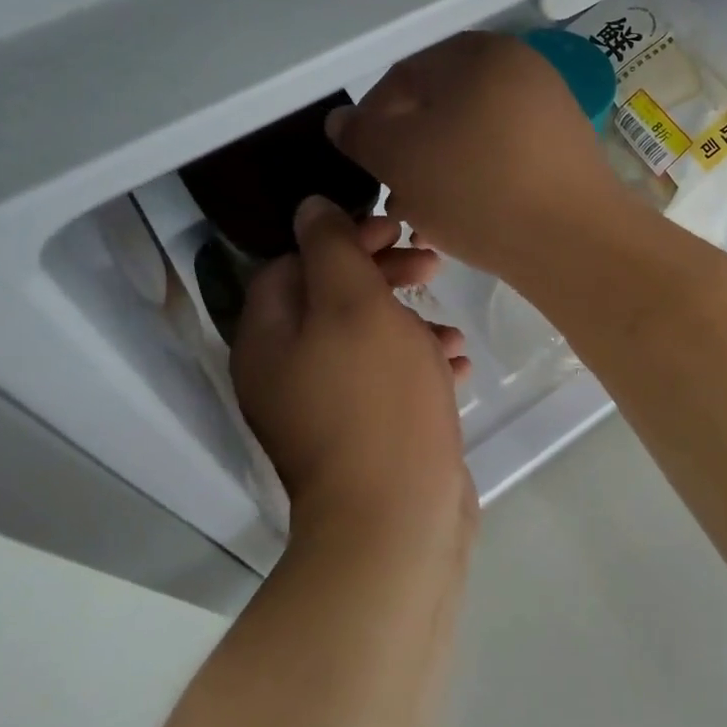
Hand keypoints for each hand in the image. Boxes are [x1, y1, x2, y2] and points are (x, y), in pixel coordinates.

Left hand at [231, 197, 474, 540]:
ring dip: (409, 322)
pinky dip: (418, 365)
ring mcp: (322, 408)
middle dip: (383, 275)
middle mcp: (285, 371)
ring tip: (450, 324)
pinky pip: (387, 382)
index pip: (293, 261)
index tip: (394, 229)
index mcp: (268, 337)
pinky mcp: (362, 435)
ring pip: (366, 340)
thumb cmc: (375, 398)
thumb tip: (310, 207)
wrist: (396, 519)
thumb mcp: (354, 304)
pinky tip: (458, 364)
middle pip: (331, 299)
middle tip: (429, 263)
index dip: (343, 237)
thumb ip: (331, 247)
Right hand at [325, 32, 631, 280]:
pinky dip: (479, 180)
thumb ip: (362, 135)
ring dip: (440, 170)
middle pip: (442, 106)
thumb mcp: (401, 160)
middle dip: (410, 151)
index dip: (373, 120)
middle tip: (393, 194)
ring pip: (473, 136)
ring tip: (424, 215)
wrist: (575, 241)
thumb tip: (343, 121)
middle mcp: (521, 69)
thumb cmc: (477, 189)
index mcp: (479, 53)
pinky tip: (465, 218)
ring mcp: (551, 109)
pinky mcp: (568, 150)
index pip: (404, 76)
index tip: (366, 164)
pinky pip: (507, 156)